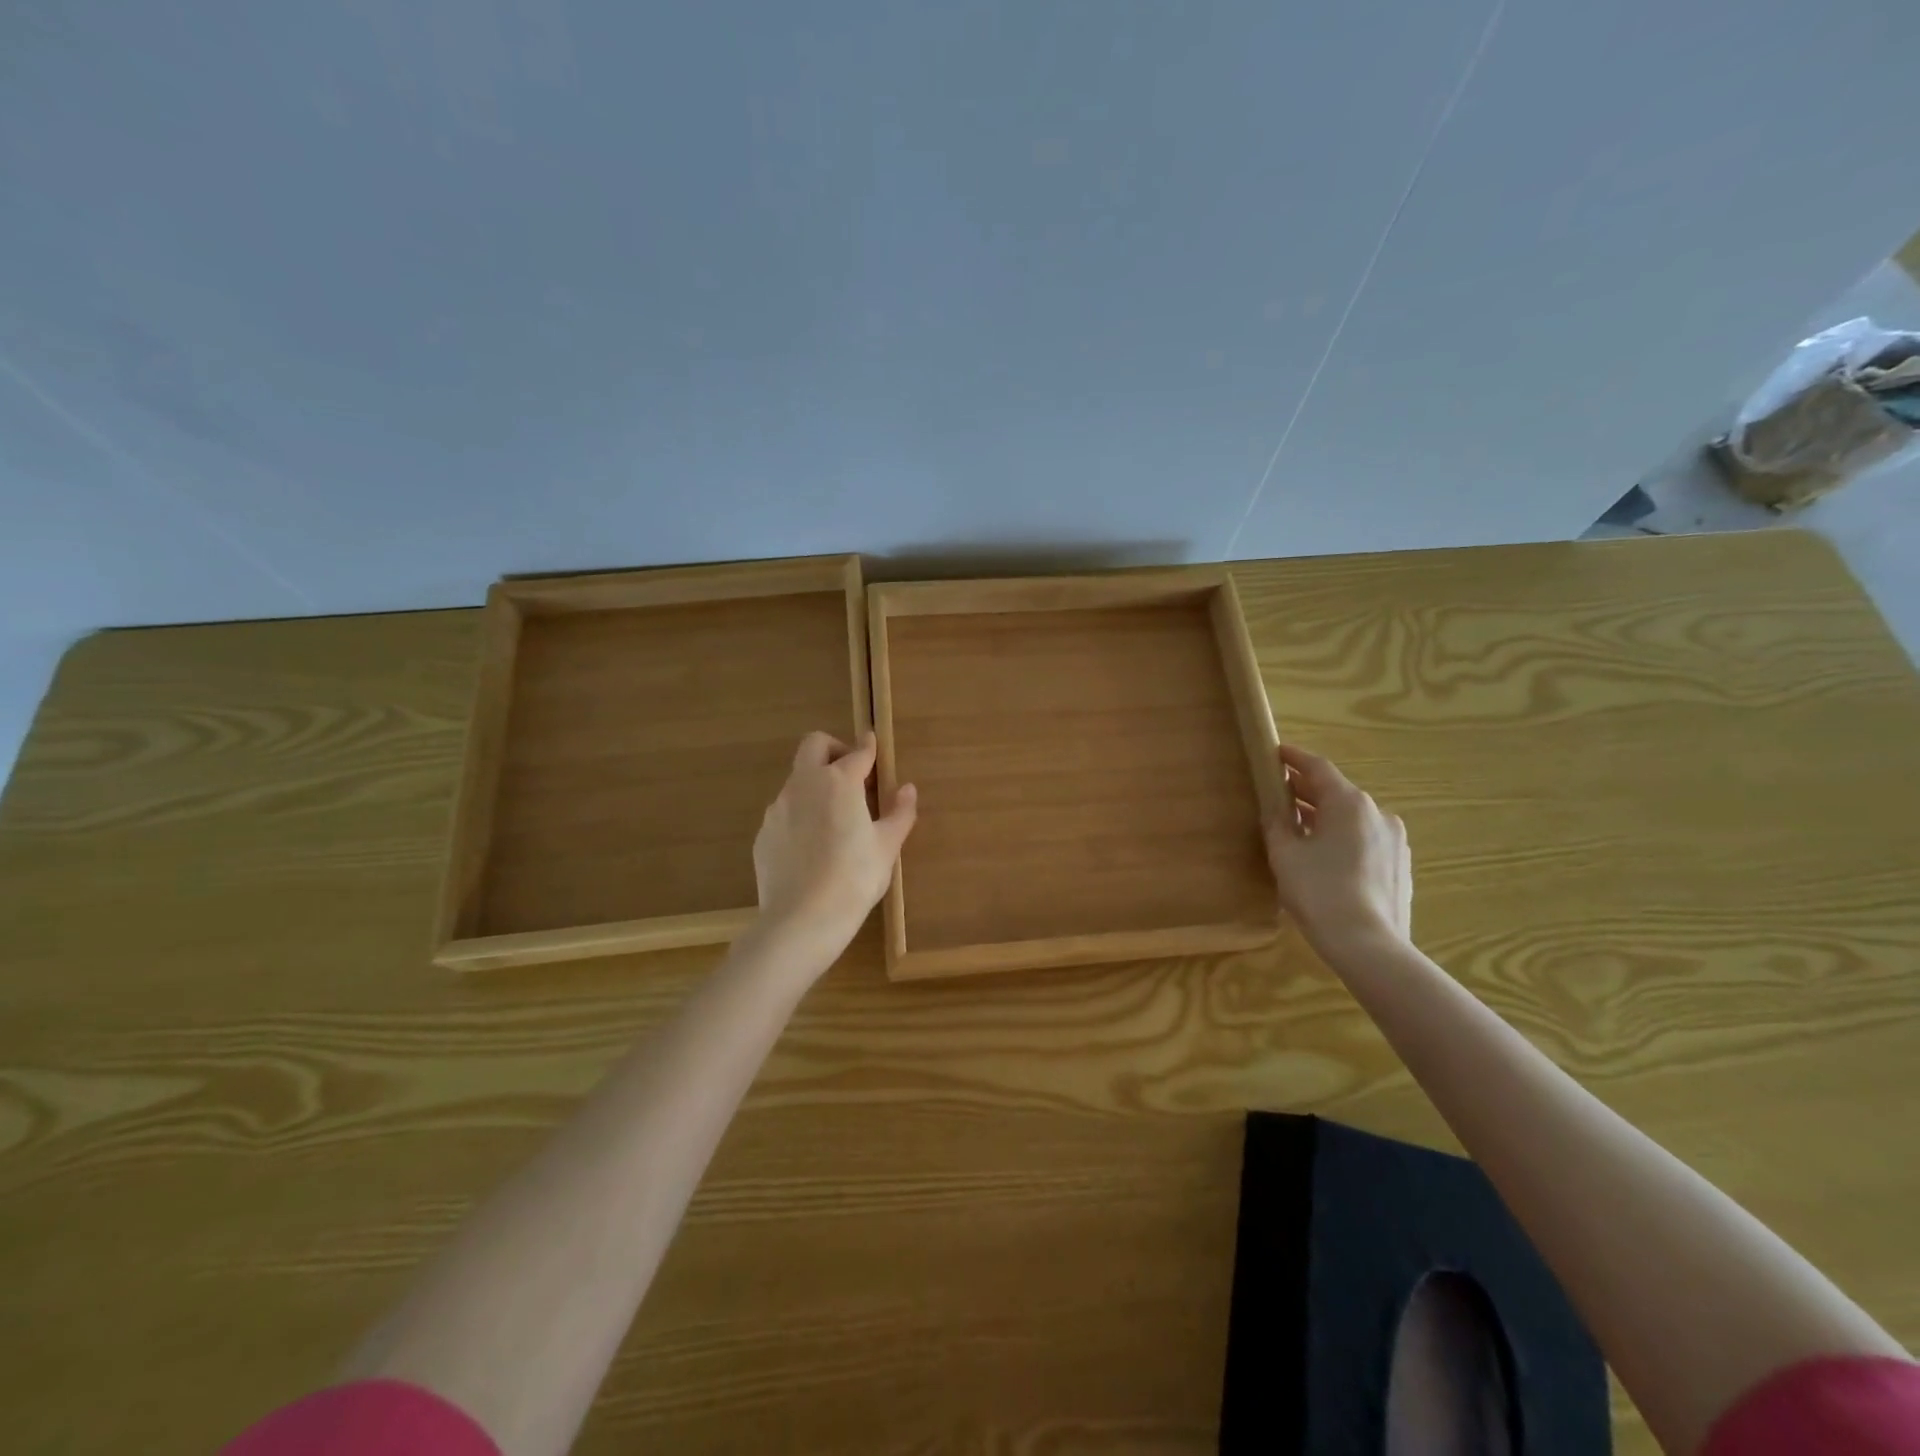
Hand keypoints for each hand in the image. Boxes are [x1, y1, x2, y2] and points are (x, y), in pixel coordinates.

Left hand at [752, 730, 917, 955]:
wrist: (802, 919)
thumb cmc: (855, 878)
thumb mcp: (887, 847)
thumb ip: (900, 813)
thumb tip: (907, 789)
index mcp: (839, 782)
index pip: (858, 752)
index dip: (869, 747)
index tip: (874, 744)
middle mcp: (805, 784)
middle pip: (815, 745)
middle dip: (835, 749)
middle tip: (853, 775)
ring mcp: (778, 808)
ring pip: (797, 779)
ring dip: (817, 784)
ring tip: (835, 818)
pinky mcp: (764, 832)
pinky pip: (785, 812)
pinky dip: (801, 815)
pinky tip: (813, 847)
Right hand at [1263, 743, 1412, 960]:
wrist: (1368, 945)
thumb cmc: (1319, 891)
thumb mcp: (1284, 854)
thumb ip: (1278, 823)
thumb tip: (1276, 809)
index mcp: (1349, 803)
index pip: (1318, 768)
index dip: (1294, 758)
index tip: (1276, 753)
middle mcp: (1378, 813)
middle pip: (1336, 792)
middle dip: (1306, 790)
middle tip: (1278, 792)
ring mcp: (1394, 840)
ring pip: (1352, 817)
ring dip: (1324, 816)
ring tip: (1298, 827)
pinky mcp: (1399, 865)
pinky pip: (1365, 839)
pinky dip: (1342, 837)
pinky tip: (1324, 856)